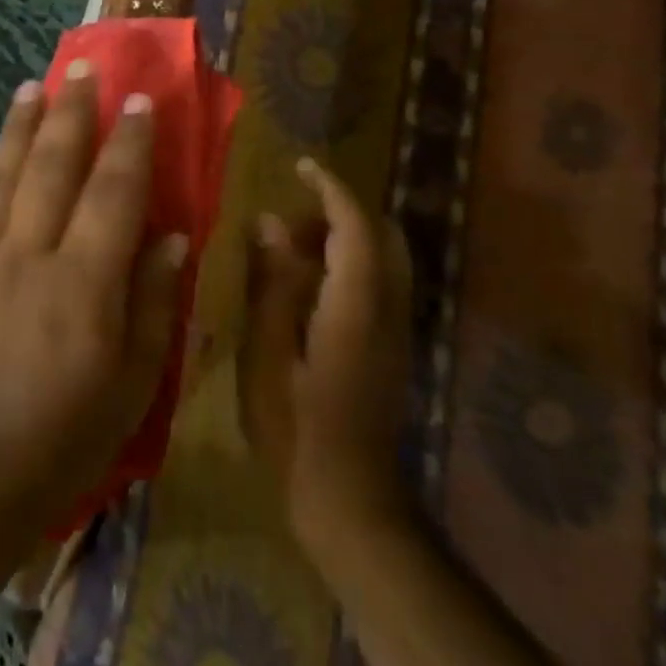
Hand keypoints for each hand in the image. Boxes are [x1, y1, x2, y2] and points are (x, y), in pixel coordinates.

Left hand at [0, 63, 186, 542]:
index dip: (130, 142)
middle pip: (51, 165)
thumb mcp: (134, 384)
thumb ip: (155, 303)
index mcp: (82, 283)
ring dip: (19, 126)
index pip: (113, 192)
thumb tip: (170, 236)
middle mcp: (27, 255)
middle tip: (82, 67)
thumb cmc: (66, 436)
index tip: (140, 100)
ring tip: (32, 86)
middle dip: (70, 111)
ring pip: (1, 175)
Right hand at [239, 157, 415, 571]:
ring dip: (344, 242)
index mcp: (357, 306)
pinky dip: (350, 268)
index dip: (330, 188)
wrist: (349, 499)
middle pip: (382, 237)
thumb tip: (272, 224)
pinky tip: (307, 292)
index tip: (299, 166)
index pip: (356, 226)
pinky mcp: (394, 350)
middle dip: (340, 214)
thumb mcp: (267, 352)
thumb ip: (274, 283)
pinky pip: (380, 286)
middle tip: (290, 222)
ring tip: (290, 255)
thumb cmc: (295, 427)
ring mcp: (398, 332)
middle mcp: (390, 310)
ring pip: (384, 261)